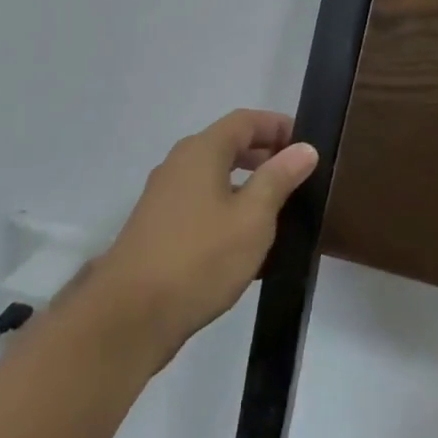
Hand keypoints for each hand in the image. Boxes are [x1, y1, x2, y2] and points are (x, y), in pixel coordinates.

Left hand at [87, 109, 318, 365]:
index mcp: (201, 152)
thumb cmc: (200, 257)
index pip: (245, 121)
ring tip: (279, 210)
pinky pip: (202, 205)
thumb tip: (304, 148)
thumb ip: (279, 178)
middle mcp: (178, 165)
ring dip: (247, 186)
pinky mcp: (158, 229)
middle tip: (298, 176)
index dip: (277, 126)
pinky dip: (228, 210)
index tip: (306, 144)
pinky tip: (247, 244)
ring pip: (214, 178)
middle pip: (227, 146)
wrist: (130, 316)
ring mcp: (164, 198)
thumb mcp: (252, 217)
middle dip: (264, 155)